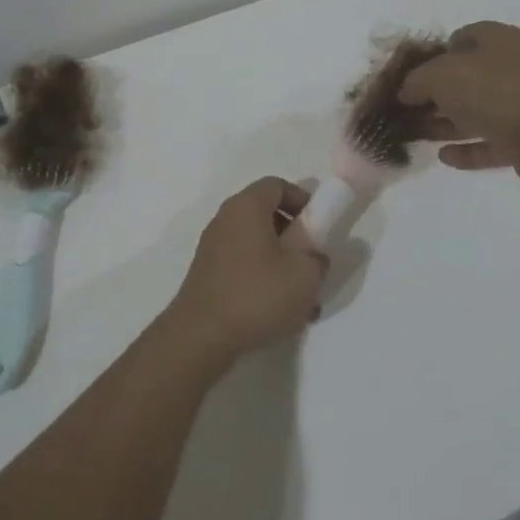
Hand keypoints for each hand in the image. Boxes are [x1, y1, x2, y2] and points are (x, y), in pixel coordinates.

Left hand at [158, 177, 328, 370]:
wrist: (202, 335)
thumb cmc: (257, 295)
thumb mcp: (305, 275)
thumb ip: (318, 258)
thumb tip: (314, 256)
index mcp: (246, 207)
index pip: (276, 185)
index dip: (302, 199)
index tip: (318, 225)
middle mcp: (225, 220)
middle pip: (266, 214)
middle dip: (294, 236)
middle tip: (311, 261)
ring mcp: (213, 247)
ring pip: (256, 244)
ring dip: (281, 263)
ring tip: (301, 297)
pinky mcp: (208, 274)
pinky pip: (243, 265)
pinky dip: (262, 279)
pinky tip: (279, 312)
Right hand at [397, 21, 519, 184]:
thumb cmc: (492, 90)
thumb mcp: (440, 75)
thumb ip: (416, 80)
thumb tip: (406, 92)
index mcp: (497, 40)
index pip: (461, 37)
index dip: (433, 54)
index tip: (410, 74)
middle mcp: (511, 68)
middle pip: (465, 79)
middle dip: (434, 95)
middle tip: (407, 109)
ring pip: (475, 113)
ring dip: (446, 124)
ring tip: (415, 135)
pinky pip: (488, 142)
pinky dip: (466, 149)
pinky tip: (442, 156)